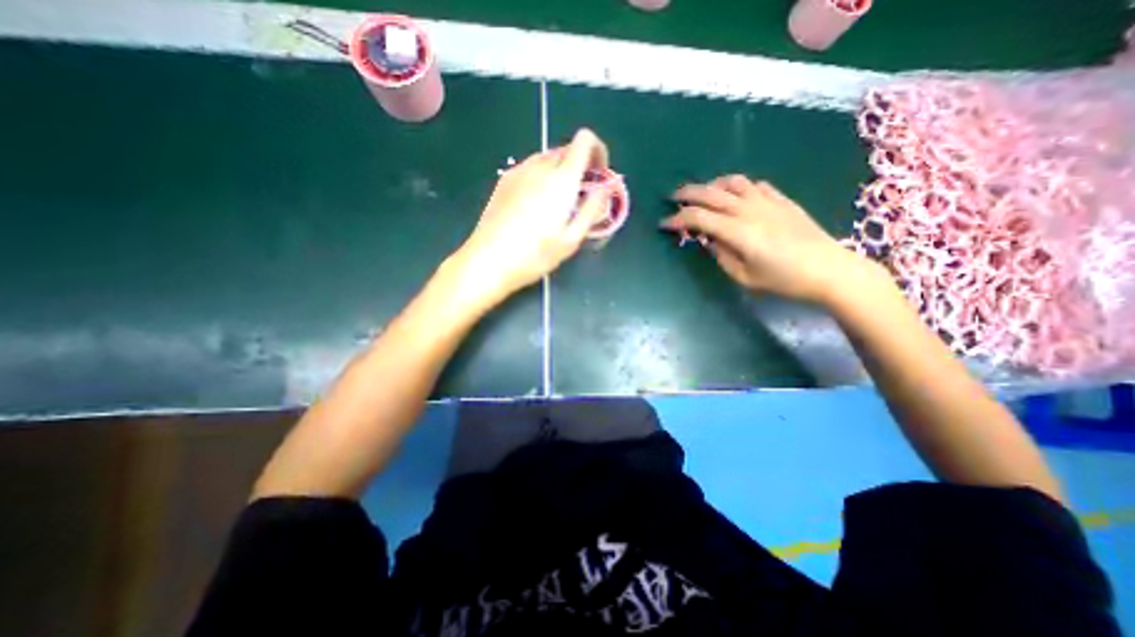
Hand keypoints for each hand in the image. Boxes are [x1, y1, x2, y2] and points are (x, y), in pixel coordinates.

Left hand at [449, 128, 611, 306]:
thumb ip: (592, 210)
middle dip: (581, 167)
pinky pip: (531, 168)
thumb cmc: (534, 255)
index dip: (598, 151)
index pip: (584, 140)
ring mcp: (518, 171)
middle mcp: (539, 167)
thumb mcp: (571, 239)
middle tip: (581, 197)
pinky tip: (537, 205)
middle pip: (567, 150)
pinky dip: (543, 177)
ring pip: (548, 159)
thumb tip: (606, 188)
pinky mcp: (504, 180)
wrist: (488, 261)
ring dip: (561, 173)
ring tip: (559, 204)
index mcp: (561, 179)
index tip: (599, 175)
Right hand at [661, 172, 879, 303]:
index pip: (698, 218)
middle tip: (672, 198)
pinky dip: (738, 186)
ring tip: (702, 193)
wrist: (830, 270)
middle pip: (710, 193)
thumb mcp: (744, 277)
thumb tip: (708, 239)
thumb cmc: (784, 280)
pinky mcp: (782, 200)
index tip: (664, 224)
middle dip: (687, 194)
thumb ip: (721, 255)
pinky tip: (735, 194)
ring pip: (732, 182)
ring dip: (712, 185)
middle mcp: (749, 210)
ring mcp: (767, 201)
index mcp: (737, 231)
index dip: (677, 219)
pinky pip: (755, 185)